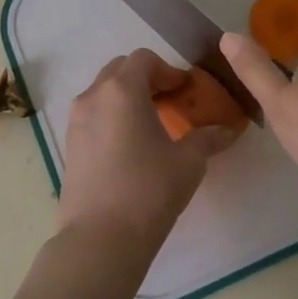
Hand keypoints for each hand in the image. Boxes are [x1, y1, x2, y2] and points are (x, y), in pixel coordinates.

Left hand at [57, 49, 237, 257]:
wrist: (100, 239)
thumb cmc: (149, 190)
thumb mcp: (189, 162)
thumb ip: (208, 138)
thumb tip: (227, 130)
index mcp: (122, 90)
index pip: (145, 59)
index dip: (169, 70)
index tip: (186, 91)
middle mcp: (93, 96)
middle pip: (120, 70)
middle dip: (146, 80)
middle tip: (170, 103)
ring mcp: (76, 121)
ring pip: (103, 93)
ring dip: (127, 98)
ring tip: (151, 126)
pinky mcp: (70, 145)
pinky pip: (93, 116)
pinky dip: (112, 118)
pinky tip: (131, 147)